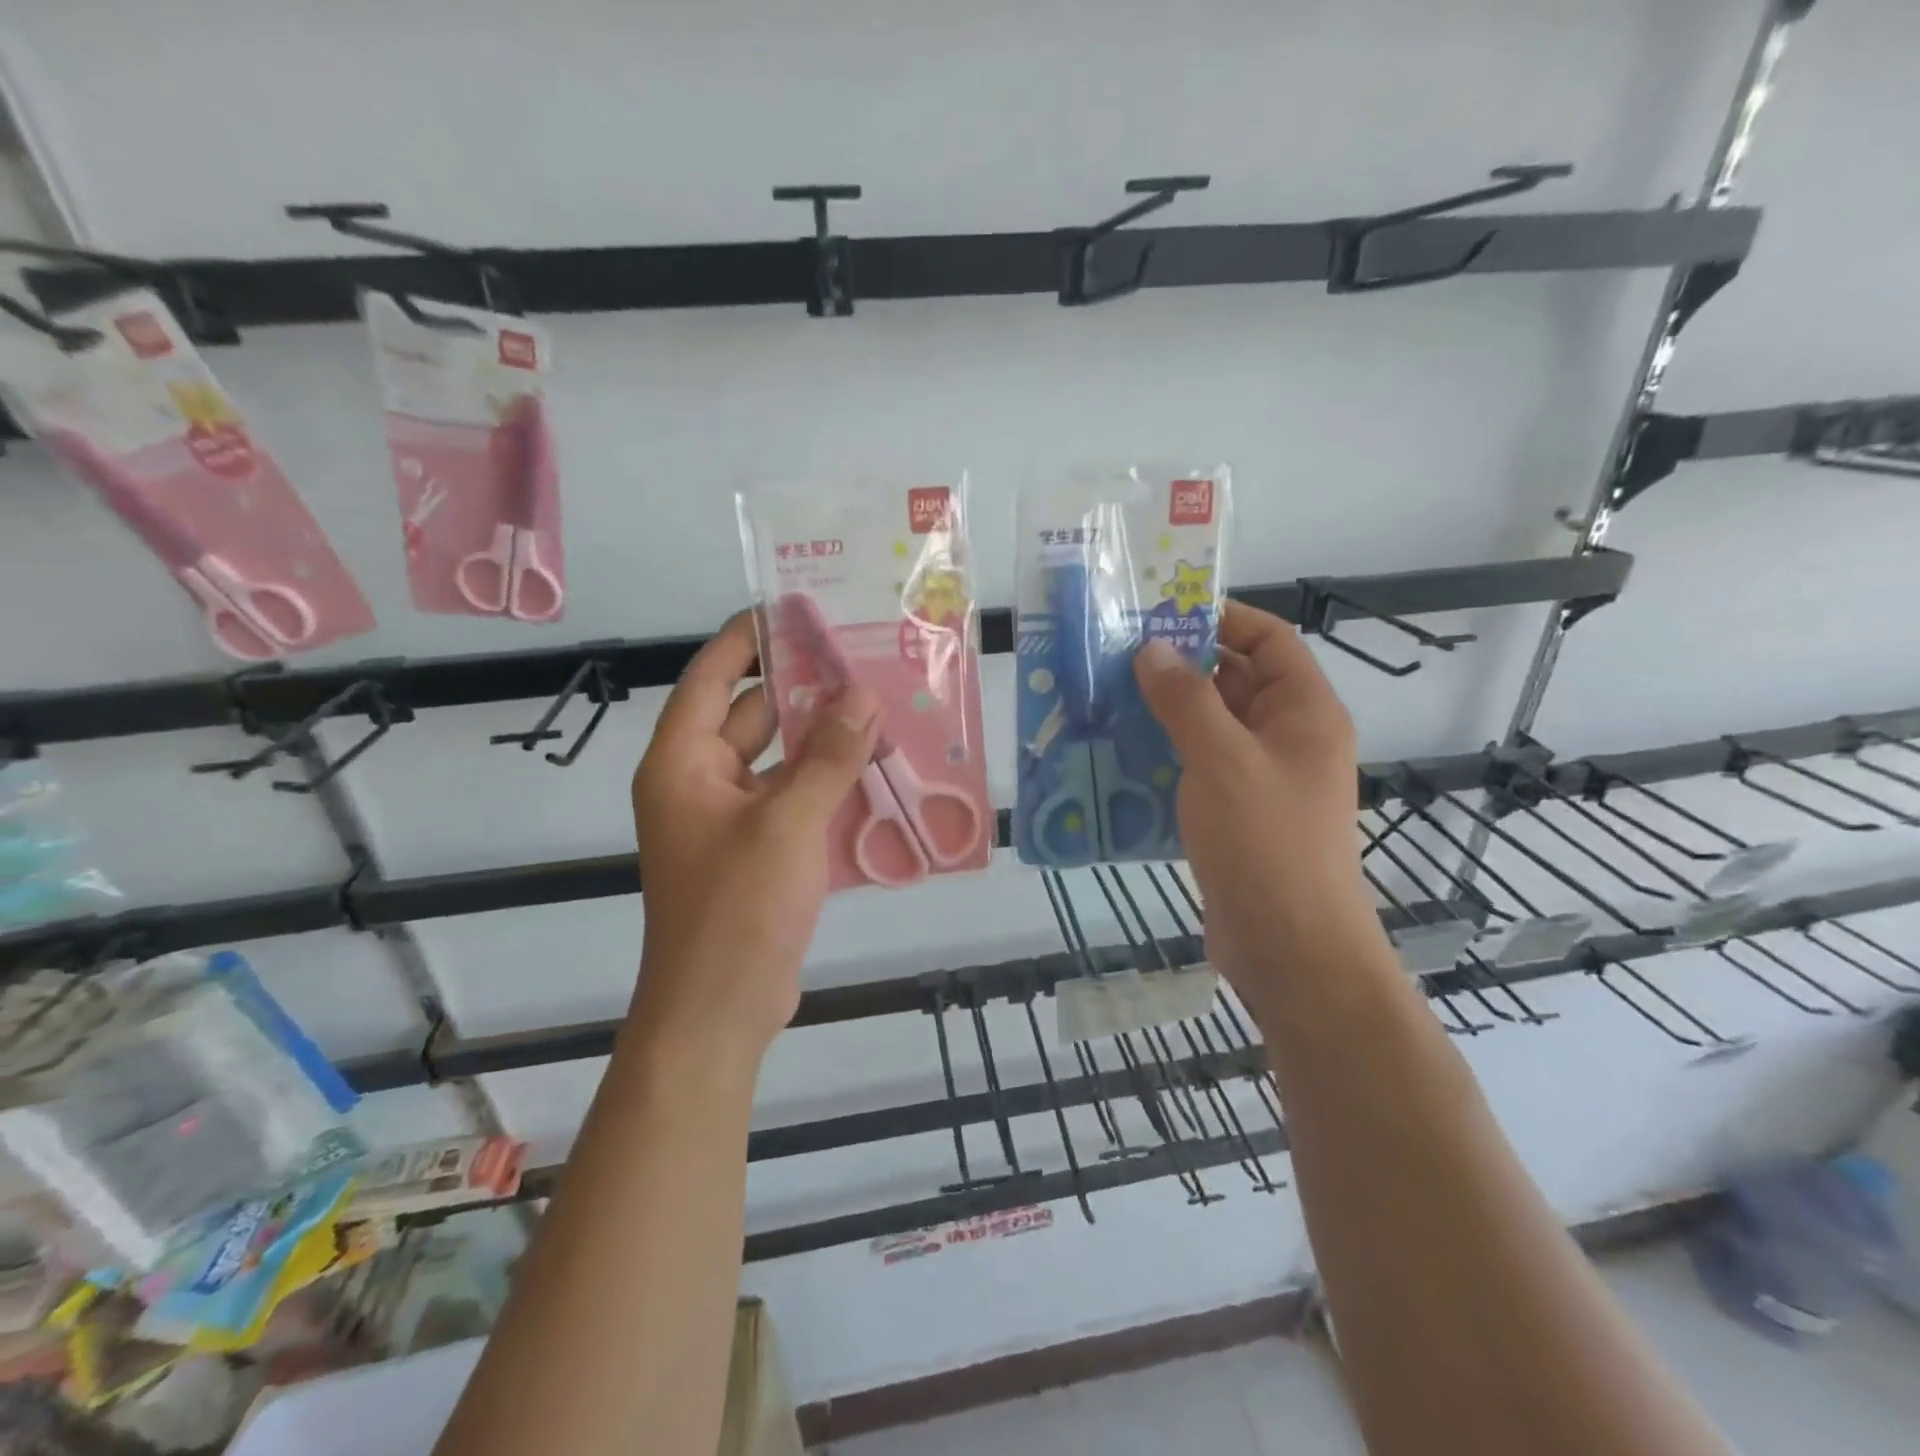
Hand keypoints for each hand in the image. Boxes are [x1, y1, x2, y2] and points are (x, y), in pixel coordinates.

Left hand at [630, 612, 879, 1063]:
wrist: (720, 1011)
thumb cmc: (738, 909)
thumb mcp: (787, 823)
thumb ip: (828, 756)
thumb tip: (863, 693)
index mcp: (683, 762)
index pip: (714, 677)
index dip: (750, 637)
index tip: (798, 609)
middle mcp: (700, 781)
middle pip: (753, 714)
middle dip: (805, 689)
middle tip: (862, 658)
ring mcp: (730, 819)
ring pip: (780, 759)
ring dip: (824, 738)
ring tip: (881, 707)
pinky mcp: (758, 850)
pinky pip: (794, 798)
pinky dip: (828, 782)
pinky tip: (877, 769)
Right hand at [1133, 602, 1384, 1001]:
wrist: (1289, 948)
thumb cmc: (1266, 843)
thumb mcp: (1223, 759)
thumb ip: (1186, 699)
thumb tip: (1151, 649)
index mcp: (1303, 712)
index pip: (1269, 640)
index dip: (1220, 619)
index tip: (1160, 615)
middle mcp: (1286, 738)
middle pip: (1234, 681)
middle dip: (1179, 667)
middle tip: (1114, 658)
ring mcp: (1260, 779)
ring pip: (1209, 728)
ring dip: (1163, 714)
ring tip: (1103, 701)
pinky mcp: (1235, 815)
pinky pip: (1197, 768)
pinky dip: (1162, 757)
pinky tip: (1117, 756)